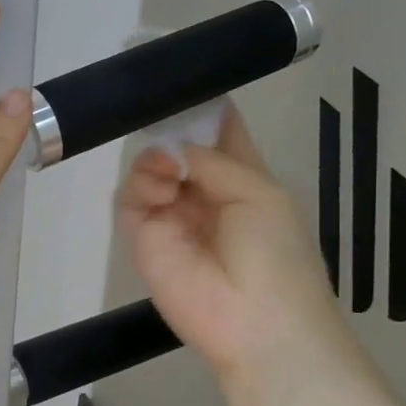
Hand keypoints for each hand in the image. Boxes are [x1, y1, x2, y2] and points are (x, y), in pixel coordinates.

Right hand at [119, 108, 368, 394]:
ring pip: (149, 168)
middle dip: (171, 130)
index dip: (203, 109)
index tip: (185, 82)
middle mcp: (203, 192)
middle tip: (169, 128)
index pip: (217, 133)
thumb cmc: (276, 254)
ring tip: (172, 174)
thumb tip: (174, 147)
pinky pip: (130, 198)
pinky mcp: (144, 237)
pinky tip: (162, 192)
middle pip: (176, 146)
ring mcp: (171, 214)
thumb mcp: (258, 193)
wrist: (256, 323)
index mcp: (241, 178)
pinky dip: (141, 186)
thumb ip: (213, 161)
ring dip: (156, 160)